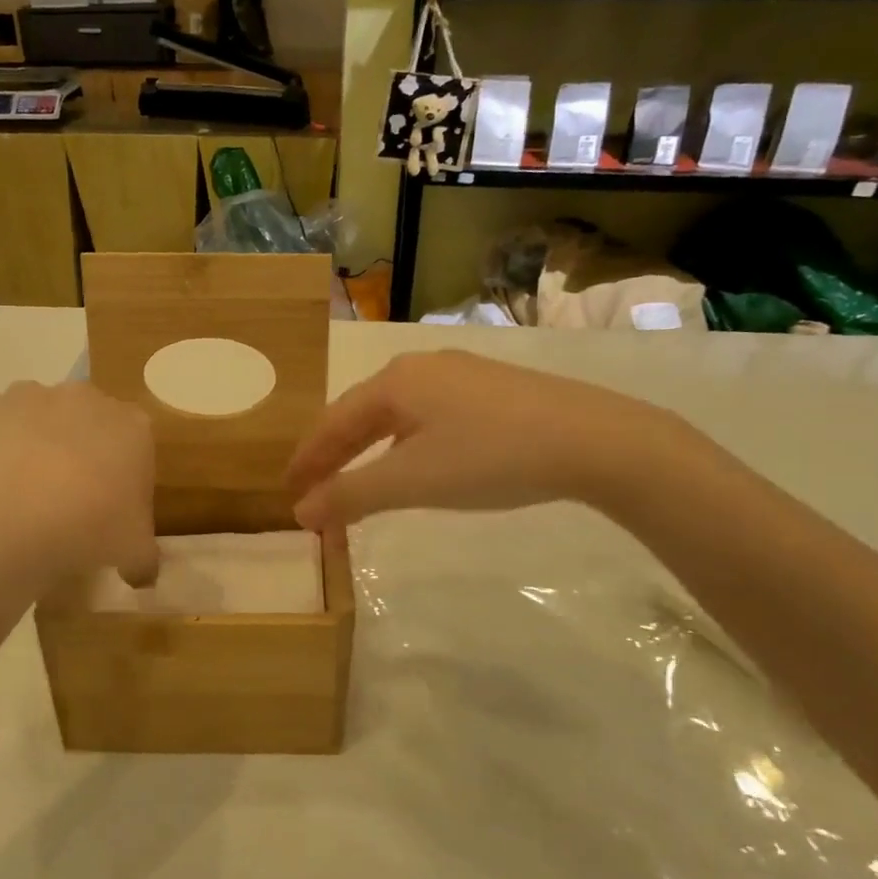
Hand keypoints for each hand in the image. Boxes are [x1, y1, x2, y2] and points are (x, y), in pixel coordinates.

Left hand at [0, 380, 159, 588]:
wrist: (10, 518)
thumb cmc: (90, 528)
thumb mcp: (134, 552)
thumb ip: (143, 557)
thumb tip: (142, 573)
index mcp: (132, 426)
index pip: (137, 441)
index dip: (124, 474)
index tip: (112, 507)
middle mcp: (83, 398)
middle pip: (85, 418)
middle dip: (78, 447)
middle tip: (67, 496)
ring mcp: (26, 396)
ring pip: (32, 410)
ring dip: (28, 436)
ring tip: (17, 487)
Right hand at [285, 350, 678, 529]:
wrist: (591, 440)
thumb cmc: (489, 457)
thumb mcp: (412, 480)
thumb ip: (351, 495)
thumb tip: (301, 511)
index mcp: (395, 381)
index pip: (332, 422)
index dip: (306, 459)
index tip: (285, 491)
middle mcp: (422, 367)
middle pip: (362, 413)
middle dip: (334, 454)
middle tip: (312, 488)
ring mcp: (461, 375)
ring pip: (397, 414)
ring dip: (369, 449)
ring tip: (354, 478)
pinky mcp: (492, 390)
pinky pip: (428, 416)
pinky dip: (404, 444)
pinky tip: (414, 460)